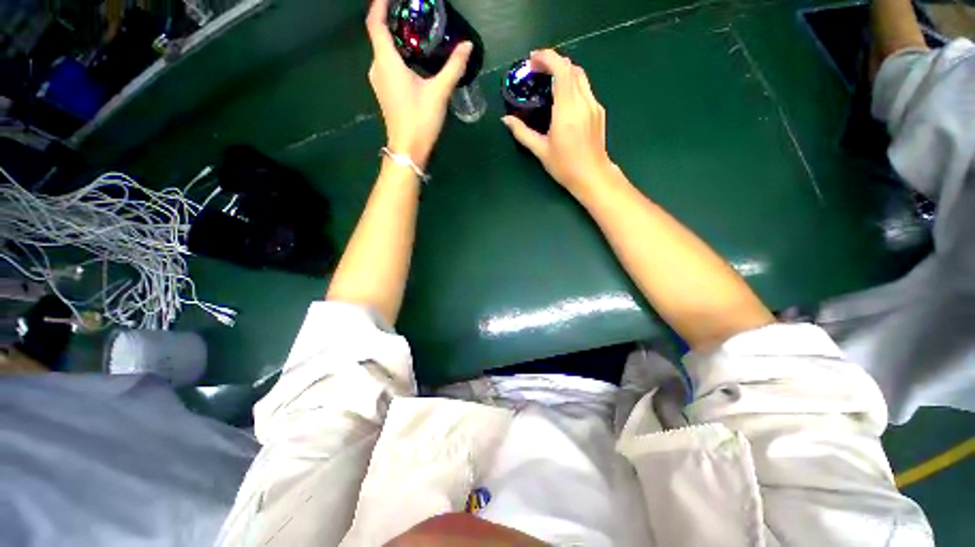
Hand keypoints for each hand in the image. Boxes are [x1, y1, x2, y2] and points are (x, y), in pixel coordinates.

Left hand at [366, 0, 472, 168]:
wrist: (408, 150)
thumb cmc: (420, 120)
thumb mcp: (439, 92)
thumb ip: (453, 67)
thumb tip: (467, 46)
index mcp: (386, 61)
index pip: (376, 22)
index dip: (380, 4)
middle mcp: (377, 67)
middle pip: (379, 35)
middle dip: (392, 19)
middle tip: (412, 12)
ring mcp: (379, 81)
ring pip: (383, 51)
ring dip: (395, 39)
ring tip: (414, 32)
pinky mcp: (384, 92)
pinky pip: (386, 64)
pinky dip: (396, 55)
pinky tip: (412, 58)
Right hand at [502, 50, 614, 194]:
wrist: (592, 176)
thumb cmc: (564, 166)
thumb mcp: (540, 150)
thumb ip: (522, 133)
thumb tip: (506, 120)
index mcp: (567, 110)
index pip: (561, 69)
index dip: (547, 57)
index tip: (532, 60)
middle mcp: (583, 102)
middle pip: (571, 67)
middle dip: (553, 62)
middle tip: (536, 71)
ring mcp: (594, 105)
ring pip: (580, 76)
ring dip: (564, 71)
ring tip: (548, 81)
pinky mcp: (599, 110)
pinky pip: (585, 88)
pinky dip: (572, 84)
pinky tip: (563, 97)